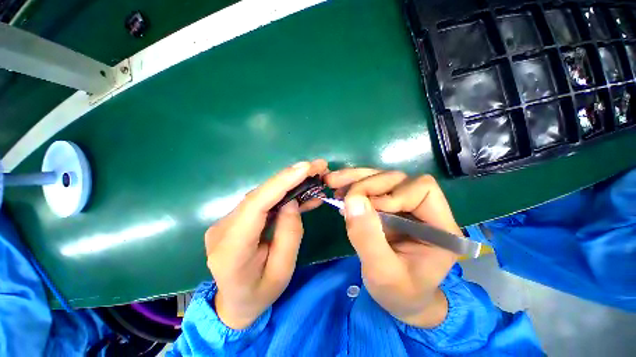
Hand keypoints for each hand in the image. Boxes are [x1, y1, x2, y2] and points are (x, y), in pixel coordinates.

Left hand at [206, 159, 327, 328]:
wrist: (234, 304)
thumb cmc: (259, 294)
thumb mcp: (282, 272)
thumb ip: (289, 235)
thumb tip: (292, 202)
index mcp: (231, 249)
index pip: (256, 205)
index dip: (281, 182)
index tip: (305, 168)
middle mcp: (223, 228)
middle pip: (259, 195)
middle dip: (290, 177)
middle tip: (316, 167)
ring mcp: (227, 221)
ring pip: (262, 195)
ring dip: (288, 183)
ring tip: (312, 175)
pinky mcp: (236, 218)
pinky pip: (262, 201)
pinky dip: (282, 194)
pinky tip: (300, 190)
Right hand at [325, 169, 460, 327]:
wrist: (399, 299)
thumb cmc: (399, 293)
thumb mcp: (382, 273)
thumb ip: (368, 238)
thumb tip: (353, 200)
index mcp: (440, 226)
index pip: (422, 189)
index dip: (392, 194)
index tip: (368, 209)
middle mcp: (425, 209)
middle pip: (397, 179)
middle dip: (366, 181)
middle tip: (336, 186)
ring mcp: (405, 205)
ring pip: (381, 179)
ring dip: (355, 179)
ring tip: (332, 181)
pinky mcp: (389, 207)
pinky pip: (372, 188)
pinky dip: (353, 187)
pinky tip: (339, 193)